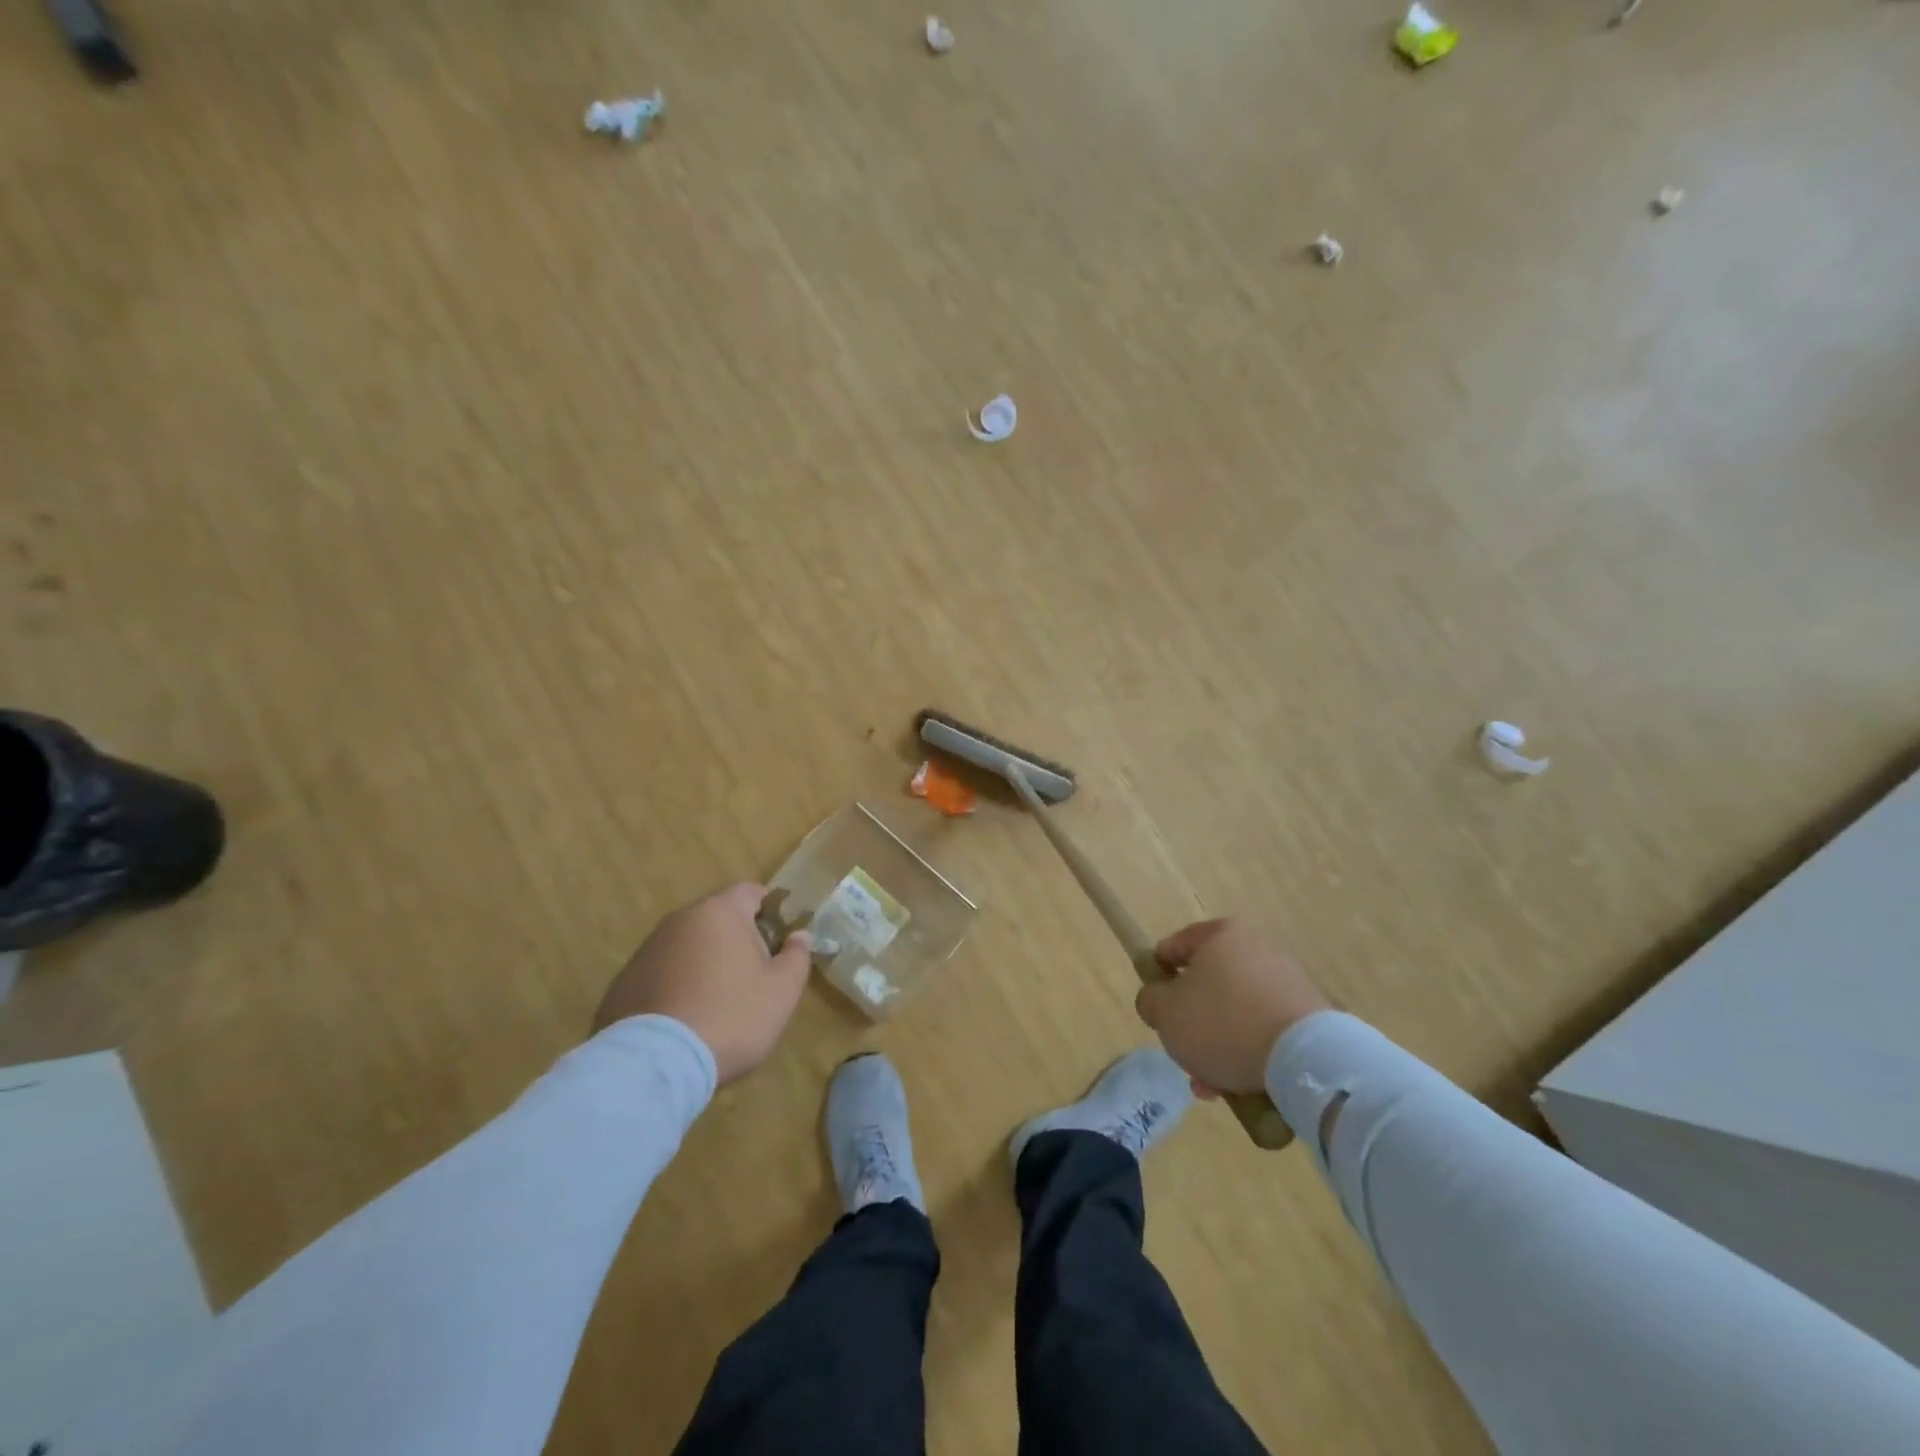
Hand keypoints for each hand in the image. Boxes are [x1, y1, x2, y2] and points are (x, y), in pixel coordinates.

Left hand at [595, 883, 812, 1083]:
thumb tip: (799, 936)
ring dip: (705, 963)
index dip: (771, 911)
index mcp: (720, 912)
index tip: (780, 942)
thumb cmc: (731, 1017)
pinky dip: (676, 986)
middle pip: (718, 918)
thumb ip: (797, 956)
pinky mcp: (623, 981)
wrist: (655, 1064)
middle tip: (753, 978)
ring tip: (716, 1004)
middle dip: (737, 940)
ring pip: (688, 946)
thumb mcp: (782, 991)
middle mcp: (680, 920)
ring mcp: (647, 950)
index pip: (751, 891)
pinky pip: (662, 973)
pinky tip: (684, 1020)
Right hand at [1134, 919, 1329, 1094]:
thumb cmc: (1223, 1023)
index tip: (1156, 1008)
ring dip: (1218, 1045)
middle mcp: (1255, 948)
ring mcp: (1286, 981)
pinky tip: (1239, 1085)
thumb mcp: (1165, 1013)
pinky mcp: (1309, 1014)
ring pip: (1235, 1012)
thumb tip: (1158, 1000)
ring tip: (1211, 1084)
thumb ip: (1150, 1000)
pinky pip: (1264, 1029)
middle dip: (1193, 1023)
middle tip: (1184, 1053)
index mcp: (1220, 935)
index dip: (1158, 977)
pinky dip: (1249, 1052)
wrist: (1305, 1059)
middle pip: (1207, 985)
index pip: (1174, 947)